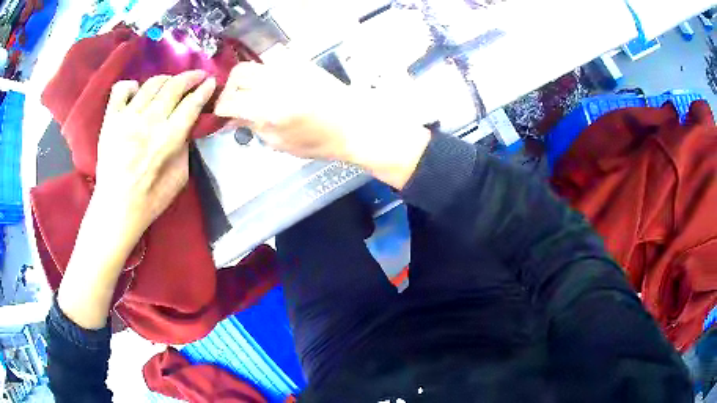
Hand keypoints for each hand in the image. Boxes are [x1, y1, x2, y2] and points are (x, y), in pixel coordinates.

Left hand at [57, 71, 215, 329]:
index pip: (191, 104)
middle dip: (190, 76)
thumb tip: (186, 126)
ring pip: (151, 83)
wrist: (116, 208)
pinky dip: (132, 85)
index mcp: (168, 139)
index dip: (204, 89)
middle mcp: (149, 122)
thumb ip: (185, 147)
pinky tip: (137, 93)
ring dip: (166, 79)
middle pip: (174, 86)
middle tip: (197, 76)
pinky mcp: (110, 119)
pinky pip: (121, 89)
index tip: (211, 82)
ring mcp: (127, 118)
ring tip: (170, 84)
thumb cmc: (150, 199)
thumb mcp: (180, 178)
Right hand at [214, 53, 430, 188]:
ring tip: (249, 95)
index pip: (230, 101)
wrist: (355, 122)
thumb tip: (233, 118)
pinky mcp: (299, 62)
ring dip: (244, 80)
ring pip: (252, 65)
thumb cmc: (319, 141)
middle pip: (237, 75)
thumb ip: (252, 128)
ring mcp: (289, 68)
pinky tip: (268, 87)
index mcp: (269, 109)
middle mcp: (275, 83)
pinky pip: (270, 62)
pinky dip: (262, 74)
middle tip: (233, 103)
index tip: (220, 115)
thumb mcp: (280, 143)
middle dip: (229, 89)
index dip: (220, 109)